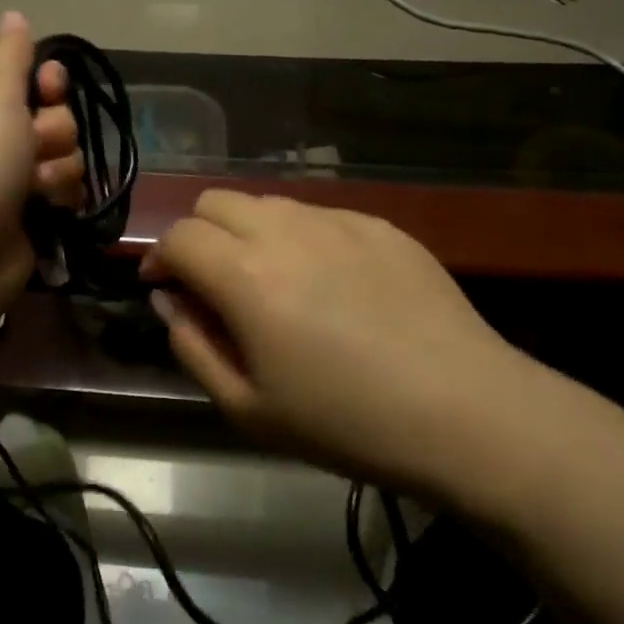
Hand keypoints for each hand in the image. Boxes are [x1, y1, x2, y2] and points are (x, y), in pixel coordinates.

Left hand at [0, 12, 82, 322]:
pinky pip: (63, 187)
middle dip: (53, 131)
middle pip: (50, 113)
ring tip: (38, 189)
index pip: (22, 72)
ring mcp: (4, 175)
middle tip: (33, 149)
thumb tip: (13, 14)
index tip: (50, 91)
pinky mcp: (25, 210)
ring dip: (59, 168)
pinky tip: (50, 209)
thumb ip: (8, 53)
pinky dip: (61, 196)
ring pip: (63, 152)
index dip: (45, 82)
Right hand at [140, 191, 529, 488]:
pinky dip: (300, 237)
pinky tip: (329, 284)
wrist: (465, 412)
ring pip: (267, 203)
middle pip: (215, 201)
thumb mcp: (247, 407)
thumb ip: (192, 345)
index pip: (178, 236)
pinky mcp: (380, 225)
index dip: (159, 258)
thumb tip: (169, 301)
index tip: (164, 287)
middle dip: (198, 235)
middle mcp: (285, 230)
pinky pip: (319, 214)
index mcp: (245, 274)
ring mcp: (338, 221)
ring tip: (270, 281)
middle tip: (213, 283)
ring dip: (248, 232)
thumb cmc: (345, 421)